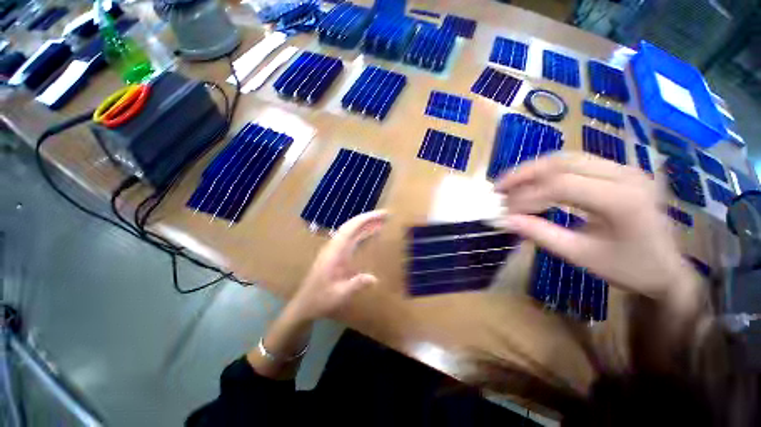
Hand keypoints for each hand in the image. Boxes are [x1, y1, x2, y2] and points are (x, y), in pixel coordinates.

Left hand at [288, 210, 387, 321]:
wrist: (304, 304)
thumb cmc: (320, 299)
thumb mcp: (339, 294)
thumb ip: (356, 285)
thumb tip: (375, 278)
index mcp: (334, 252)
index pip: (350, 228)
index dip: (366, 219)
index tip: (381, 215)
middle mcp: (334, 247)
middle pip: (351, 226)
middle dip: (368, 219)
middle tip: (385, 216)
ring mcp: (335, 249)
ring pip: (351, 231)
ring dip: (365, 225)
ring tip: (381, 222)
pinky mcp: (336, 254)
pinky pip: (351, 239)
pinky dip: (361, 234)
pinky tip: (370, 235)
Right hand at [494, 153, 696, 300]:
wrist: (667, 268)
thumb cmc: (628, 268)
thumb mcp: (581, 256)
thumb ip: (541, 235)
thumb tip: (506, 221)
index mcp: (622, 200)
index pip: (561, 186)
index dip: (526, 197)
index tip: (505, 212)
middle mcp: (625, 175)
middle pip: (562, 162)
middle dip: (524, 174)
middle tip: (499, 188)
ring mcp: (624, 169)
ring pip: (567, 157)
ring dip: (533, 169)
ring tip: (510, 184)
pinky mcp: (619, 171)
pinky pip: (576, 162)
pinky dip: (548, 171)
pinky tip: (533, 181)